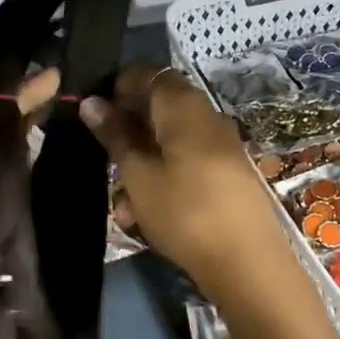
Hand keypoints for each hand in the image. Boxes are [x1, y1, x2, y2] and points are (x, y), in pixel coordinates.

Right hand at [79, 65, 288, 292]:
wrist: (247, 263)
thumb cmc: (184, 212)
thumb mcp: (138, 175)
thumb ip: (115, 136)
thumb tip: (92, 102)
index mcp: (185, 107)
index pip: (150, 74)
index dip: (119, 86)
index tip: (96, 112)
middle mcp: (208, 117)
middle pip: (161, 106)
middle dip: (129, 128)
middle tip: (105, 156)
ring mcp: (222, 146)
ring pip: (172, 139)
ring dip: (143, 161)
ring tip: (123, 203)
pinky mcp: (229, 174)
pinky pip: (189, 162)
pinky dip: (165, 177)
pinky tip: (147, 213)